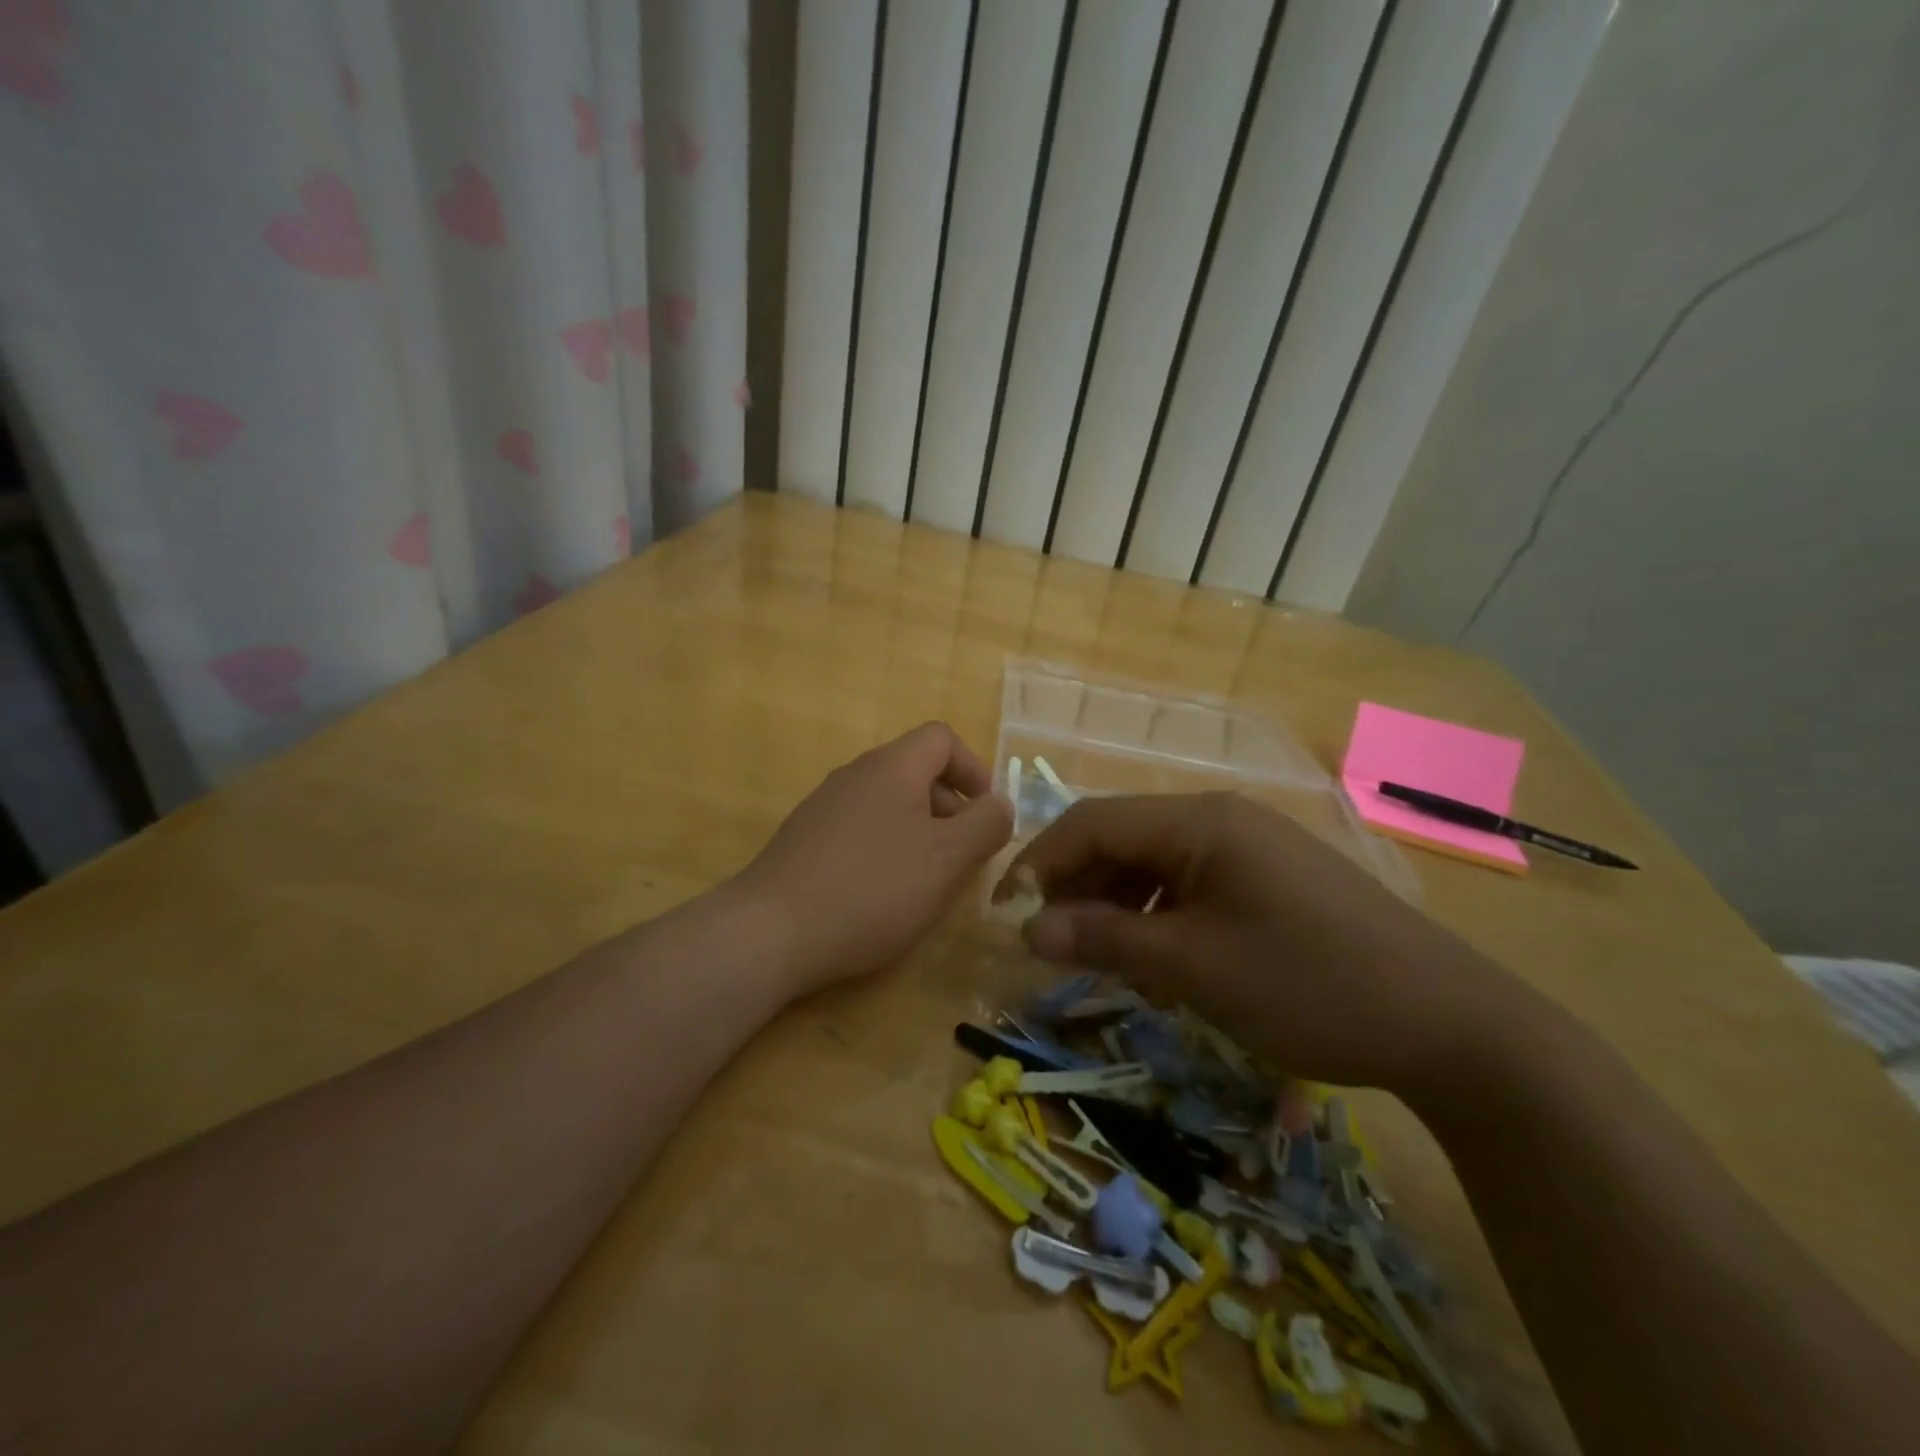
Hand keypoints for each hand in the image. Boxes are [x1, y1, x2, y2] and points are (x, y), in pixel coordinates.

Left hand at [737, 722, 1013, 996]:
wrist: (771, 932)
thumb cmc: (873, 888)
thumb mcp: (947, 859)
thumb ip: (986, 825)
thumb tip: (1000, 803)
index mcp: (892, 767)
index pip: (942, 738)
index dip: (973, 769)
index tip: (986, 816)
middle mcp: (855, 774)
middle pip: (916, 772)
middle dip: (950, 810)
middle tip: (962, 859)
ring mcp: (824, 806)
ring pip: (889, 805)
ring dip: (920, 834)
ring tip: (926, 883)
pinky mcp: (804, 840)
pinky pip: (860, 830)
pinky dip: (885, 851)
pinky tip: (882, 896)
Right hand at [998, 792, 1534, 1095]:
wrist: (1449, 1023)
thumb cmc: (1308, 984)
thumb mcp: (1193, 966)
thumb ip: (1105, 939)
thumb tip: (1028, 929)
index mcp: (1198, 821)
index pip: (1091, 822)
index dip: (1038, 863)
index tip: (1005, 914)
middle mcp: (1220, 818)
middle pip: (1121, 837)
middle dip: (1076, 886)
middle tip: (1051, 945)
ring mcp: (1249, 846)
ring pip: (1154, 861)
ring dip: (1116, 903)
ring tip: (1103, 957)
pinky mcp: (1270, 877)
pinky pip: (1191, 882)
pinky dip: (1159, 914)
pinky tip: (1159, 958)